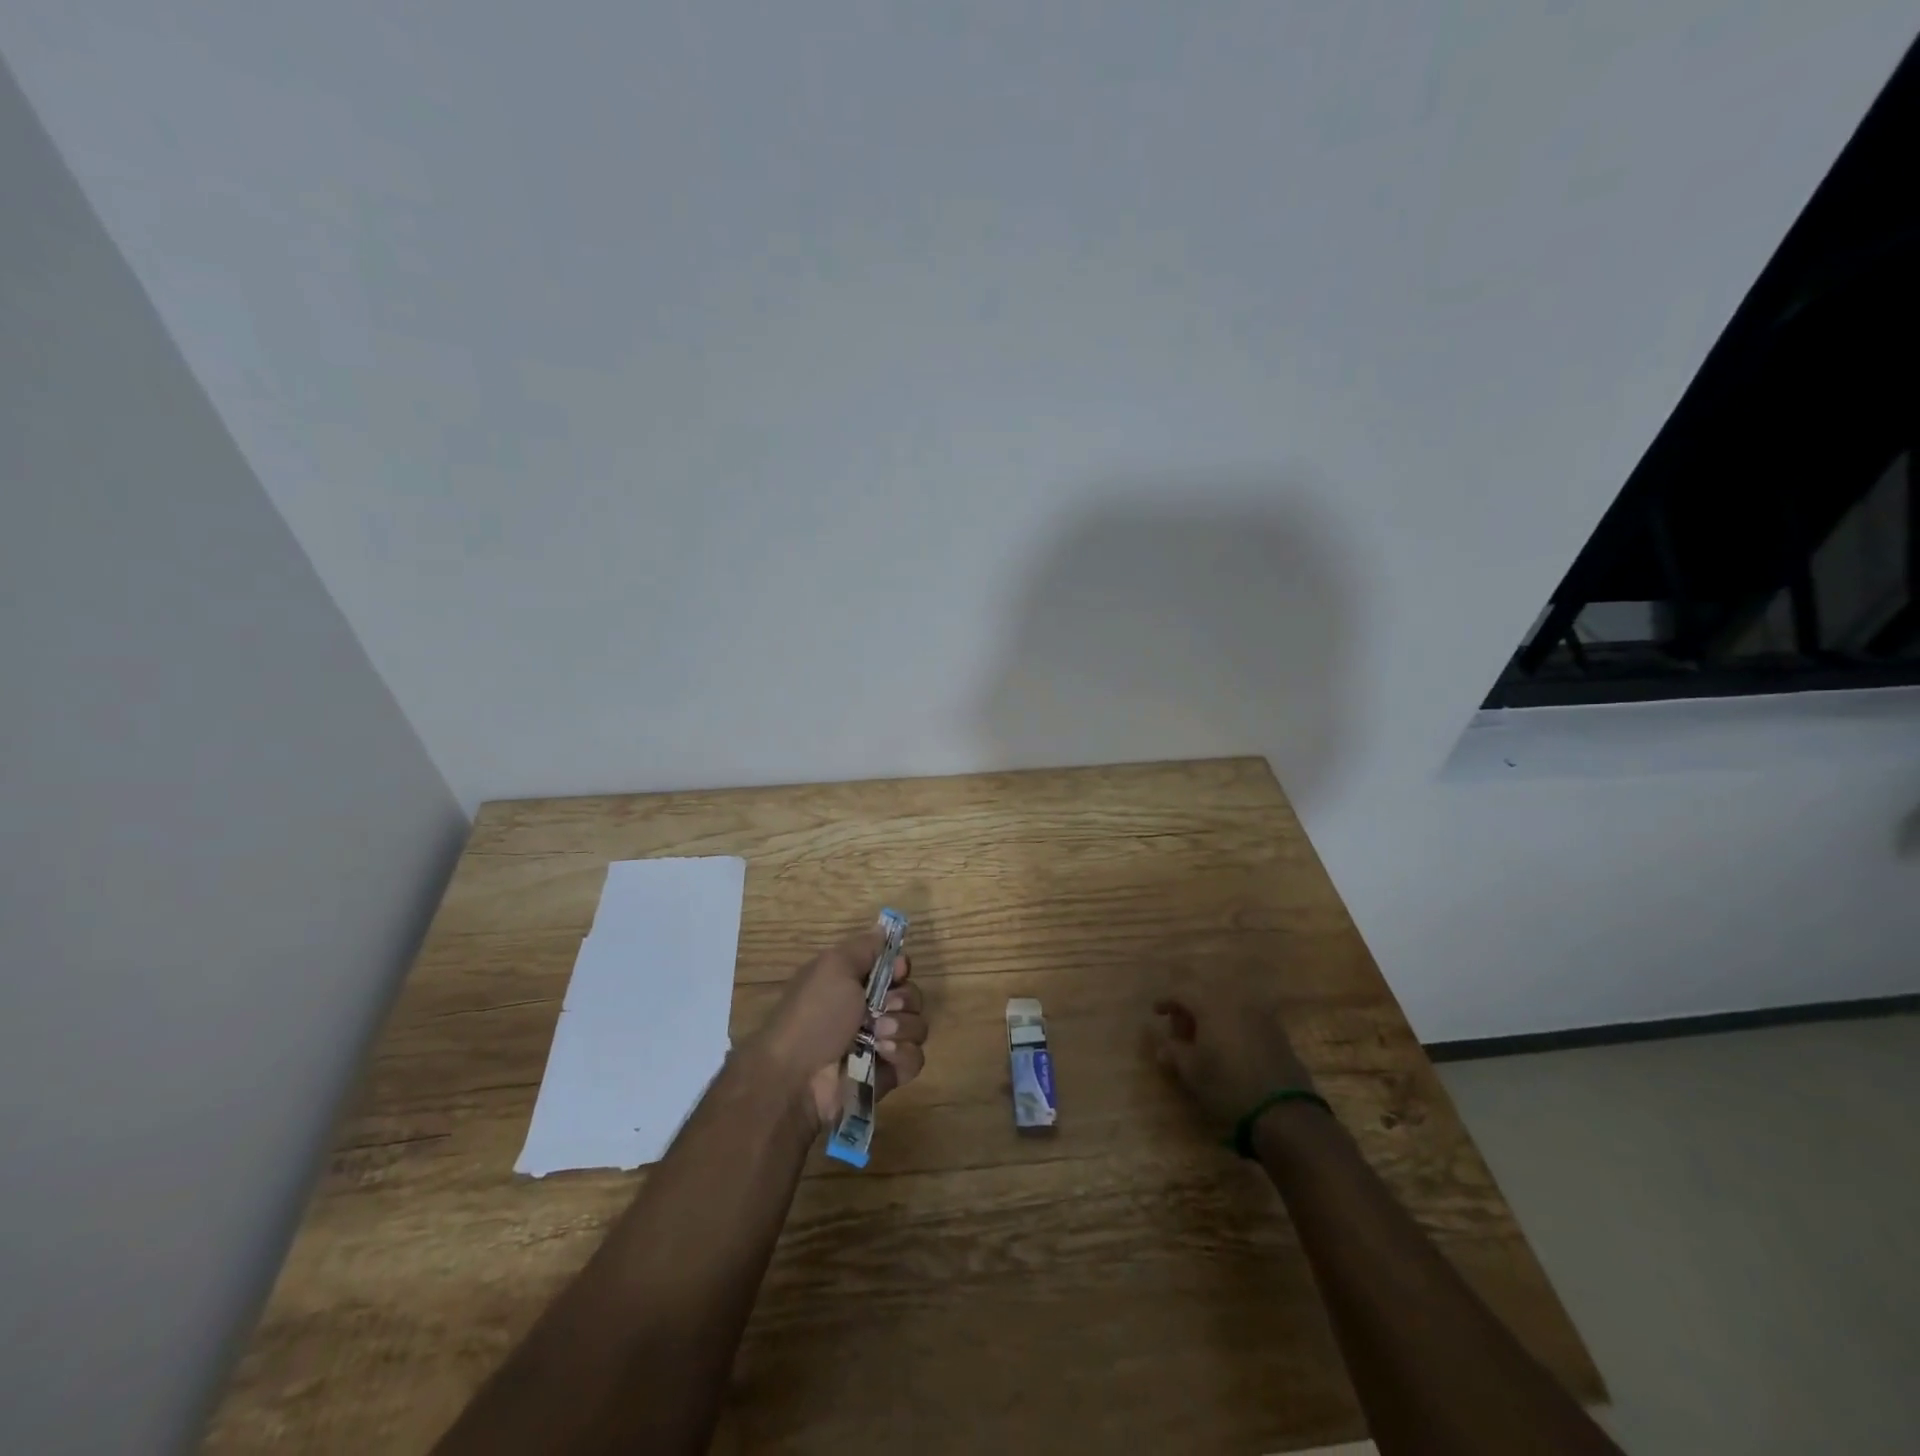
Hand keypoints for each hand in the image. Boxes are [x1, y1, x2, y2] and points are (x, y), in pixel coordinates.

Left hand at [749, 929, 927, 1129]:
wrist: (797, 1077)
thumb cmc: (814, 1015)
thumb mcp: (834, 966)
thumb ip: (864, 947)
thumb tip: (883, 929)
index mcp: (853, 984)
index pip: (895, 969)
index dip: (901, 968)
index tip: (897, 971)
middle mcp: (869, 1012)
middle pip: (911, 995)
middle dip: (903, 999)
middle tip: (883, 1008)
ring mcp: (880, 1044)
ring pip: (917, 1026)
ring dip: (902, 1027)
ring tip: (878, 1036)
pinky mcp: (887, 1075)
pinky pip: (915, 1058)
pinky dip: (902, 1055)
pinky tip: (883, 1055)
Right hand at [1150, 976, 1314, 1131]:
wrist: (1283, 1109)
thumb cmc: (1228, 1085)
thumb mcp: (1191, 1071)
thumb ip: (1173, 1051)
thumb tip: (1162, 1044)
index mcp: (1210, 1004)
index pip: (1182, 992)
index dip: (1166, 1000)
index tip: (1156, 1012)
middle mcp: (1235, 1000)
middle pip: (1205, 994)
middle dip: (1189, 1008)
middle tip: (1180, 1029)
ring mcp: (1259, 1013)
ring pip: (1227, 1004)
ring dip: (1211, 1015)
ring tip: (1203, 1038)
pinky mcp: (1276, 1030)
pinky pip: (1245, 1016)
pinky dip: (1231, 1023)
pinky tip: (1228, 1045)